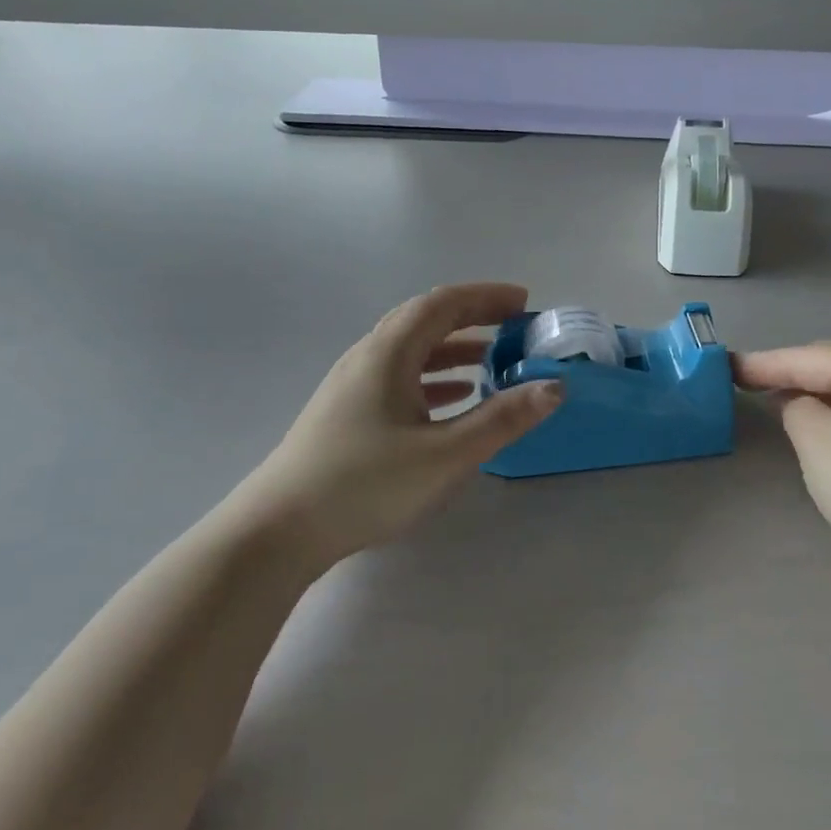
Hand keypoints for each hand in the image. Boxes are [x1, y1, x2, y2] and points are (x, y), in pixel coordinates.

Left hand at [237, 284, 561, 565]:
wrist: (276, 533)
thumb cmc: (365, 484)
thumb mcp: (446, 454)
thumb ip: (503, 419)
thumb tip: (554, 386)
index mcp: (389, 353)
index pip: (444, 304)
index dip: (486, 297)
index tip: (525, 303)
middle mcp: (368, 357)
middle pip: (426, 320)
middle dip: (473, 317)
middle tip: (514, 325)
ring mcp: (353, 386)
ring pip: (412, 350)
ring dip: (454, 348)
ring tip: (493, 360)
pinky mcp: (347, 414)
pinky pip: (400, 377)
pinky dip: (434, 377)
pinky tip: (454, 400)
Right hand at [735, 342, 830, 604]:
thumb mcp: (818, 443)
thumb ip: (795, 408)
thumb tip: (796, 403)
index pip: (809, 357)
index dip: (764, 363)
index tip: (725, 366)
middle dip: (788, 374)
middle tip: (743, 381)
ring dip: (811, 396)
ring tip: (770, 399)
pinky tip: (814, 428)